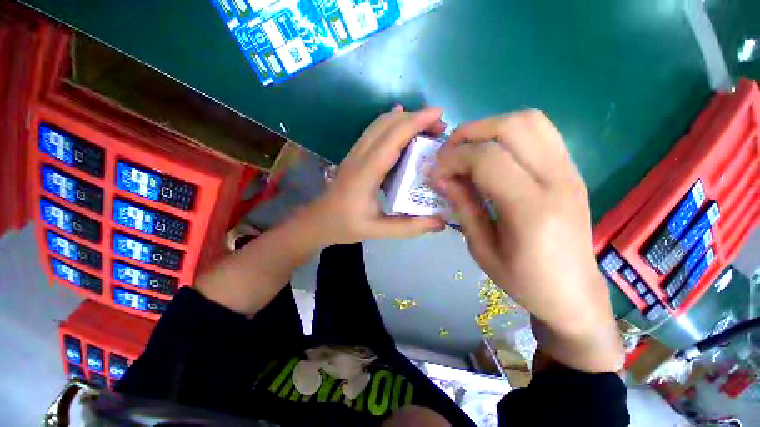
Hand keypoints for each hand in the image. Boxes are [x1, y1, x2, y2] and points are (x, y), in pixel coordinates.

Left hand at [305, 106, 446, 244]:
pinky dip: (391, 124)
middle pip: (387, 124)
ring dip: (404, 119)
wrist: (318, 221)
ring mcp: (355, 153)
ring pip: (379, 124)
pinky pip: (374, 131)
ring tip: (426, 128)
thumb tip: (441, 223)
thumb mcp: (377, 231)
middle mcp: (360, 156)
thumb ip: (408, 227)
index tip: (439, 115)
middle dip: (415, 118)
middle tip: (439, 128)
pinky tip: (402, 126)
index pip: (393, 137)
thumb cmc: (345, 225)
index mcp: (366, 173)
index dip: (416, 122)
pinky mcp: (355, 155)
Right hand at [429, 110, 622, 371]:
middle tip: (449, 153)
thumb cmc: (523, 280)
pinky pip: (540, 132)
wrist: (573, 292)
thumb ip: (462, 206)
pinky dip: (509, 133)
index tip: (436, 171)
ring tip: (469, 150)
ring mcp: (570, 170)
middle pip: (512, 126)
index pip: (487, 159)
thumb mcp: (481, 248)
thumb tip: (440, 177)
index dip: (454, 158)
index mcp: (531, 209)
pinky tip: (493, 155)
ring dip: (491, 127)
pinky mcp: (571, 170)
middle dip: (470, 133)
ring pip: (530, 120)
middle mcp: (557, 180)